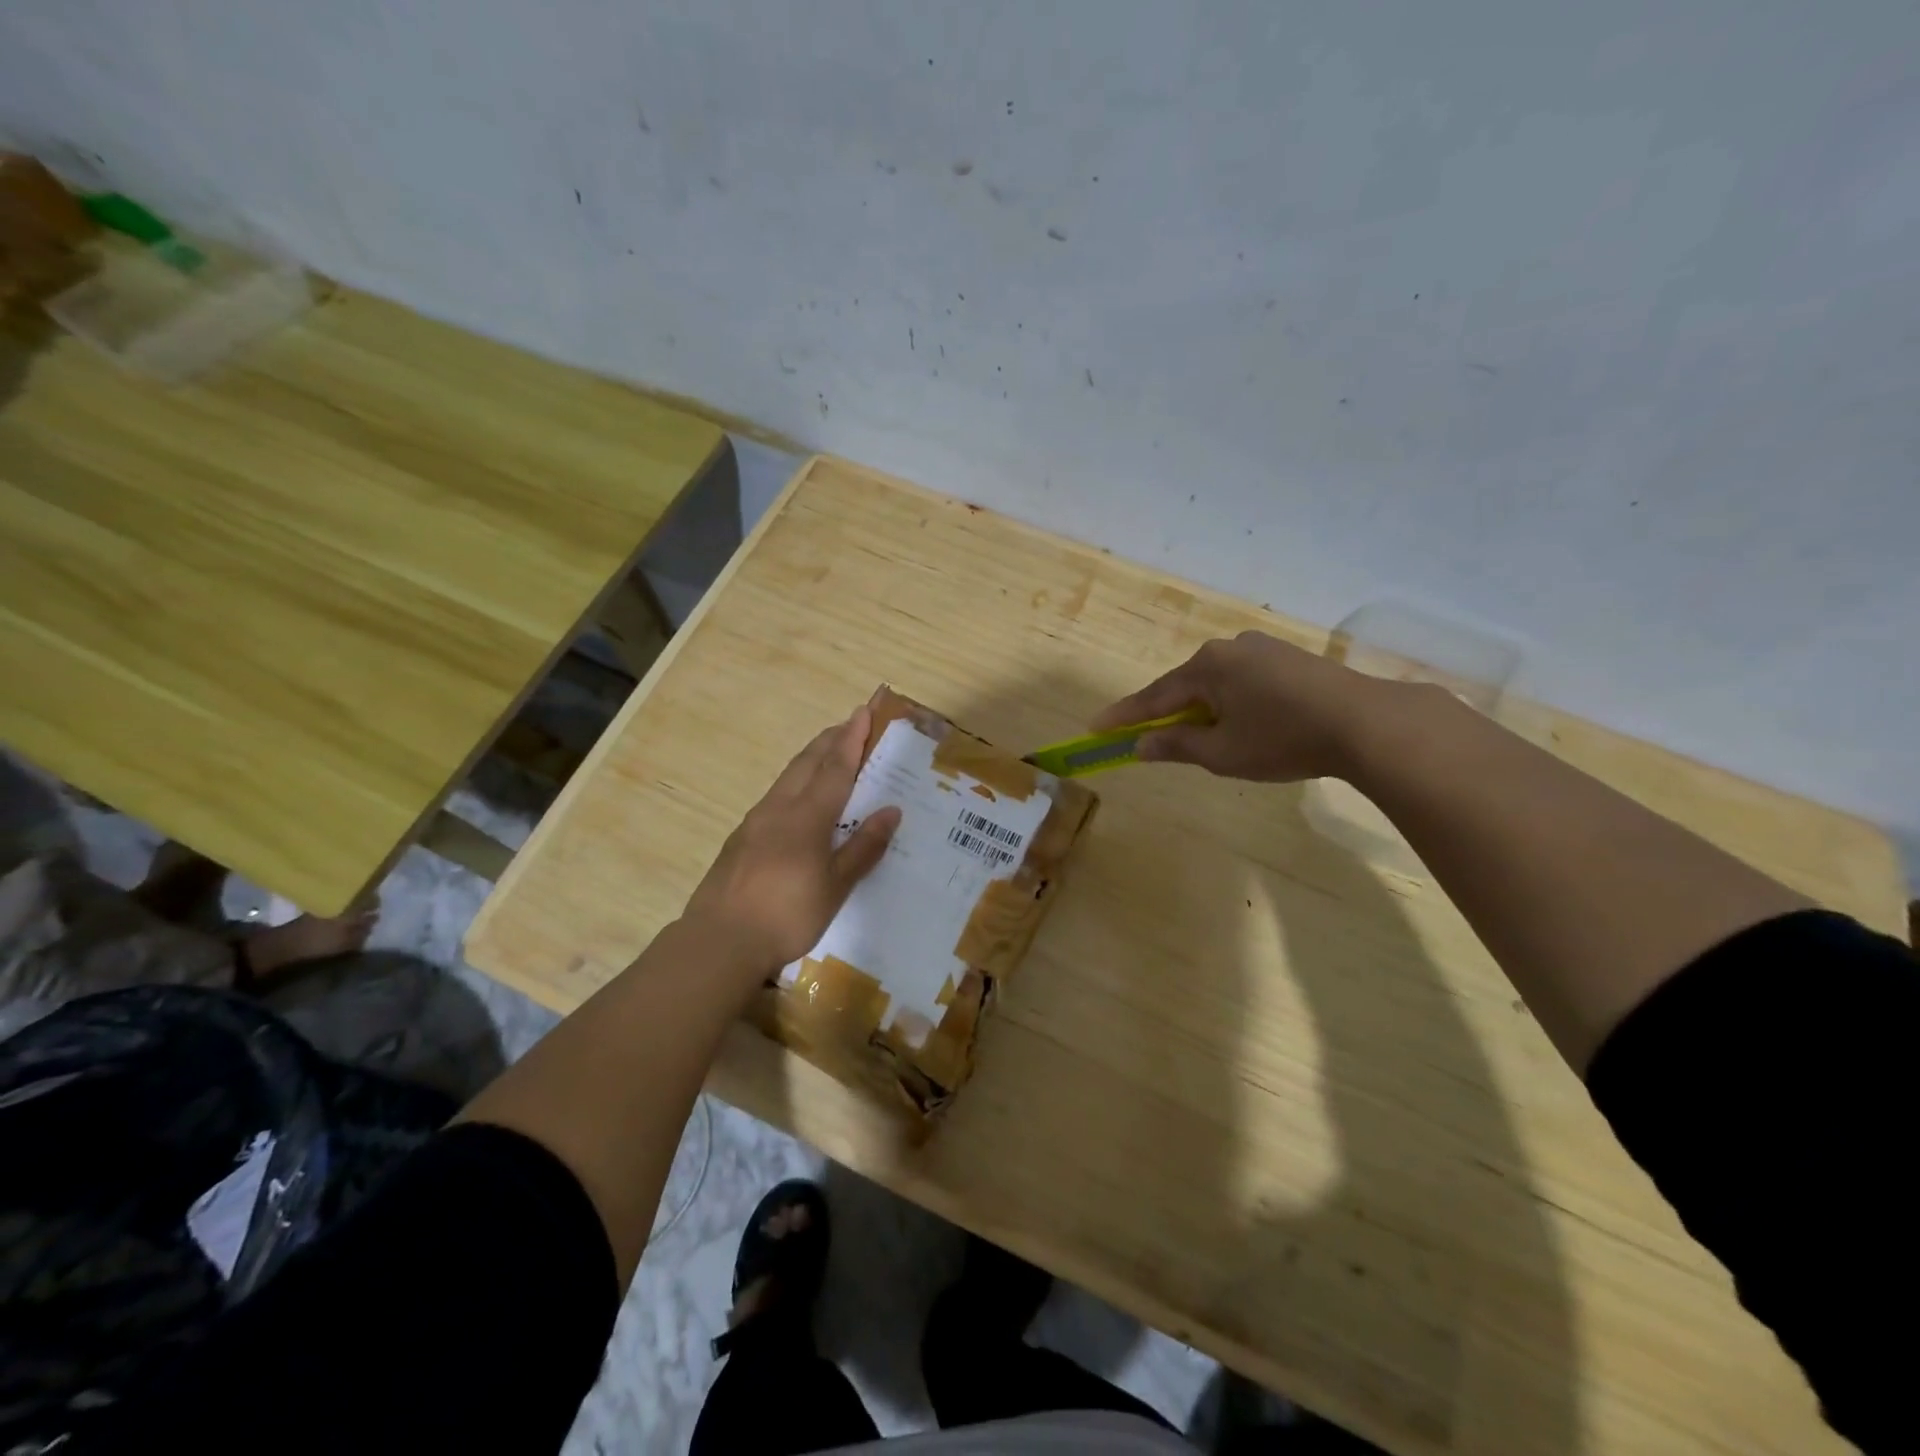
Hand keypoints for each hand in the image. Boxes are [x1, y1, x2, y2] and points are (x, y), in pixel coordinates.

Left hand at [681, 706, 900, 975]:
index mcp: (807, 816)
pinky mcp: (740, 839)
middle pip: (807, 763)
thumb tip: (891, 811)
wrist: (719, 941)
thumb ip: (863, 847)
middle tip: (849, 725)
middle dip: (830, 740)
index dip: (852, 739)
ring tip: (827, 754)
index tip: (862, 713)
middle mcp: (779, 808)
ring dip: (810, 759)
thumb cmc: (787, 915)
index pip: (835, 767)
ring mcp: (755, 822)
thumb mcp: (836, 886)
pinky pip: (775, 797)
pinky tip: (796, 799)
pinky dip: (794, 783)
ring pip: (787, 777)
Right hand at [1091, 630, 1383, 781]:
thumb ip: (1176, 745)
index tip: (1094, 727)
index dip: (1123, 716)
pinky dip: (1232, 703)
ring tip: (1202, 738)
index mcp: (1206, 667)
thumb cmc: (1283, 738)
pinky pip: (1243, 682)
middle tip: (1148, 738)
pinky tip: (1243, 724)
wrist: (1366, 722)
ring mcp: (1263, 649)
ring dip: (1203, 710)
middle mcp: (1229, 648)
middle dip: (1167, 713)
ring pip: (1217, 684)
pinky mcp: (1290, 659)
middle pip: (1185, 686)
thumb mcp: (1221, 752)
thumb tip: (1140, 743)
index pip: (1153, 696)